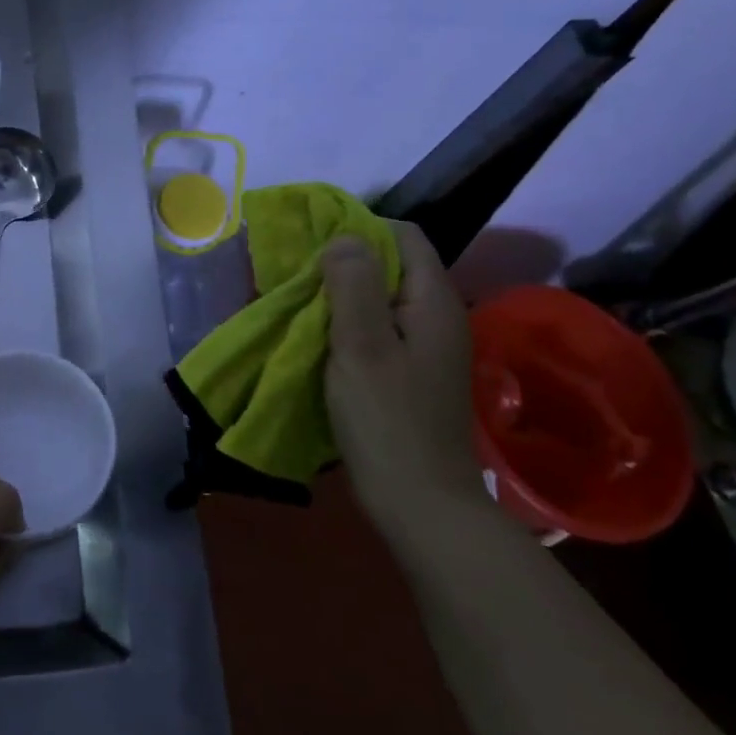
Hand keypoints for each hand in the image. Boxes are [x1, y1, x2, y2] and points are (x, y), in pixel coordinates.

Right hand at [322, 221, 482, 526]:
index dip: (360, 230)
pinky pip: (378, 329)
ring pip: (381, 299)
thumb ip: (353, 285)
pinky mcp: (411, 373)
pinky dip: (348, 324)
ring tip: (300, 302)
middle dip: (345, 263)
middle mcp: (437, 317)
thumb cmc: (387, 420)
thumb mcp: (362, 346)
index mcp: (433, 302)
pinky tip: (319, 338)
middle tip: (298, 274)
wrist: (420, 504)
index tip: (315, 245)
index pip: (404, 236)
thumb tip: (344, 236)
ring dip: (342, 295)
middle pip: (392, 266)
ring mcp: (426, 347)